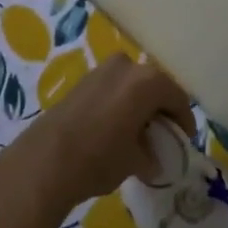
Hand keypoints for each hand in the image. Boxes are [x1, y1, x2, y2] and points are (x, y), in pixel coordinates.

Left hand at [0, 53, 195, 217]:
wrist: (44, 162)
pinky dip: (119, 104)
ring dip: (138, 105)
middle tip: (161, 135)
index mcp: (148, 81)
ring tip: (136, 133)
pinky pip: (112, 88)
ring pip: (132, 85)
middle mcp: (128, 66)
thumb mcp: (135, 161)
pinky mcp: (82, 81)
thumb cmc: (99, 158)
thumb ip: (151, 155)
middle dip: (160, 109)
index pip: (177, 98)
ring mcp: (102, 70)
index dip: (183, 121)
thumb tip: (154, 160)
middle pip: (154, 86)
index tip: (183, 141)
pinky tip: (114, 128)